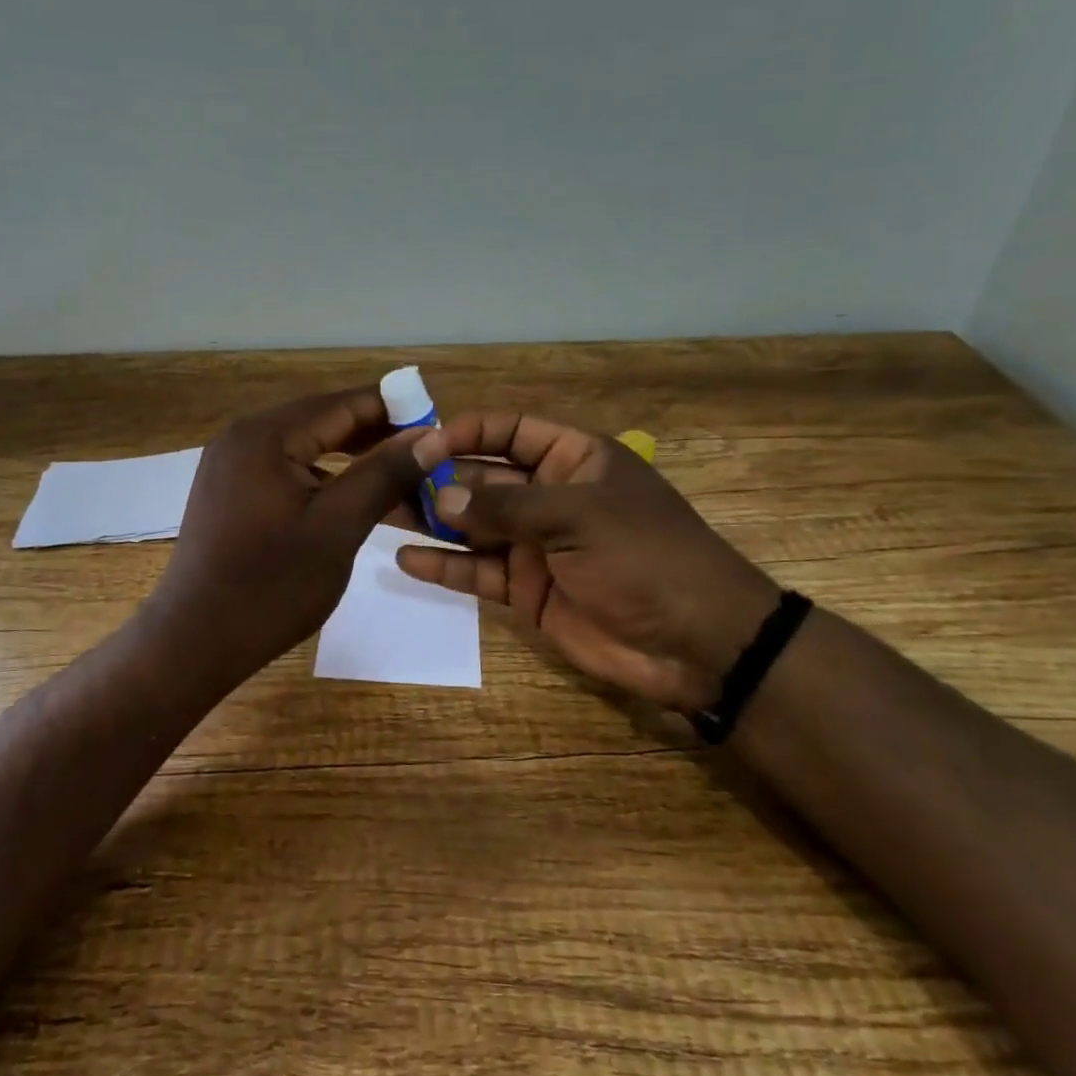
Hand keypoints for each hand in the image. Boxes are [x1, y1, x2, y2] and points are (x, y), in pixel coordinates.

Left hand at [142, 387, 425, 686]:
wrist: (195, 641)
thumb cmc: (271, 585)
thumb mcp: (338, 527)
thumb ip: (385, 474)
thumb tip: (432, 437)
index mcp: (266, 434)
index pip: (344, 403)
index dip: (396, 410)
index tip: (440, 428)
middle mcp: (243, 436)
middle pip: (323, 421)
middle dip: (376, 437)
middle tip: (427, 459)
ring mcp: (231, 465)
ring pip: (306, 448)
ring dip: (352, 461)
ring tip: (399, 480)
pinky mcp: (228, 492)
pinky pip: (286, 471)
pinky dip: (323, 480)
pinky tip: (352, 499)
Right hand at [398, 412, 778, 710]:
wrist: (694, 643)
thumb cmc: (644, 557)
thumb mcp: (577, 517)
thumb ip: (505, 507)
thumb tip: (440, 498)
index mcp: (574, 459)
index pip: (511, 431)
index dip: (467, 432)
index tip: (419, 442)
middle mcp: (551, 496)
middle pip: (484, 478)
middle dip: (438, 478)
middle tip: (383, 480)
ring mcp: (537, 544)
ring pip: (474, 526)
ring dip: (433, 520)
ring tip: (381, 513)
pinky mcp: (528, 589)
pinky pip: (479, 571)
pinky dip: (446, 566)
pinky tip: (406, 560)